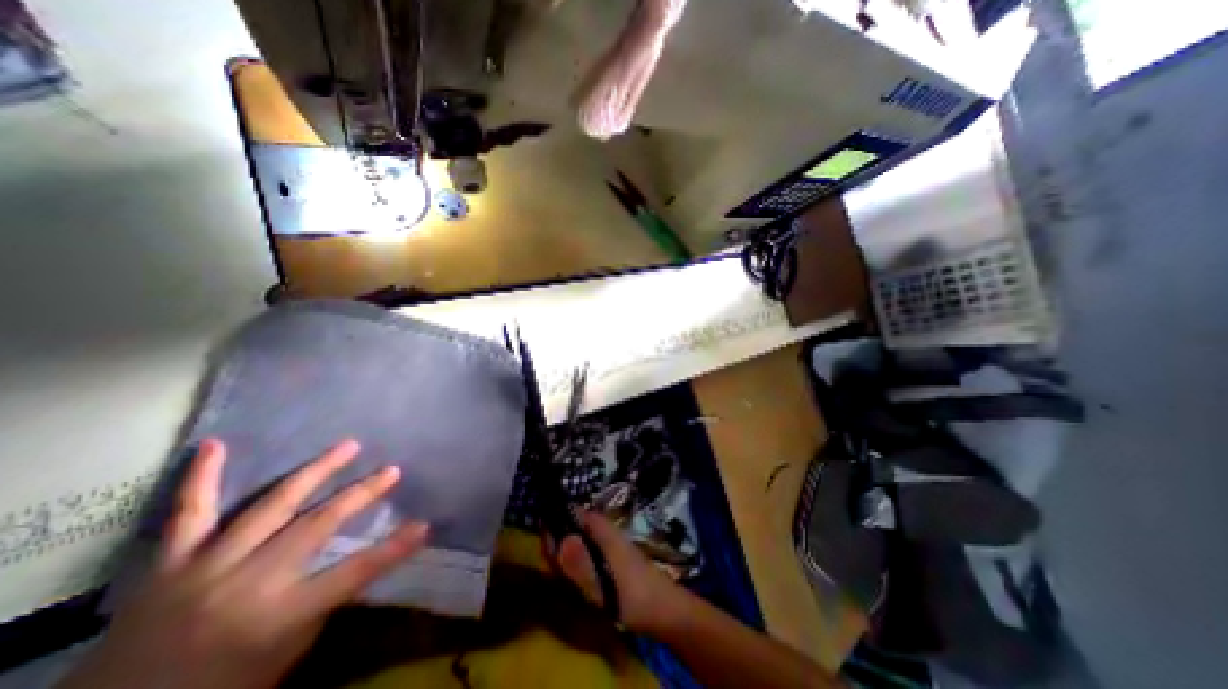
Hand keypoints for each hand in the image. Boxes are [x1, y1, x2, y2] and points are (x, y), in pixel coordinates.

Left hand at [58, 439, 430, 688]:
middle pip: (319, 524)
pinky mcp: (171, 562)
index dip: (394, 548)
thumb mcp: (283, 657)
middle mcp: (249, 581)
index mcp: (278, 614)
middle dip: (362, 493)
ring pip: (273, 504)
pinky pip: (189, 513)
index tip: (424, 525)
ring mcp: (208, 565)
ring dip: (316, 471)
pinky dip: (202, 478)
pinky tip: (214, 445)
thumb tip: (359, 564)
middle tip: (392, 469)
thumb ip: (321, 604)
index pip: (354, 573)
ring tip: (348, 445)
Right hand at [555, 513, 686, 635]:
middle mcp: (604, 530)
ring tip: (563, 580)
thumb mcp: (603, 585)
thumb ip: (580, 564)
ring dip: (567, 558)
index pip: (572, 513)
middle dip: (559, 545)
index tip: (545, 549)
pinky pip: (587, 554)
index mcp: (602, 529)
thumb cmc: (634, 595)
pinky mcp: (612, 558)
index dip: (554, 525)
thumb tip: (559, 540)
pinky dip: (578, 565)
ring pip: (579, 541)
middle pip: (573, 527)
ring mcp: (609, 544)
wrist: (665, 610)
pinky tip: (578, 584)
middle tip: (554, 571)